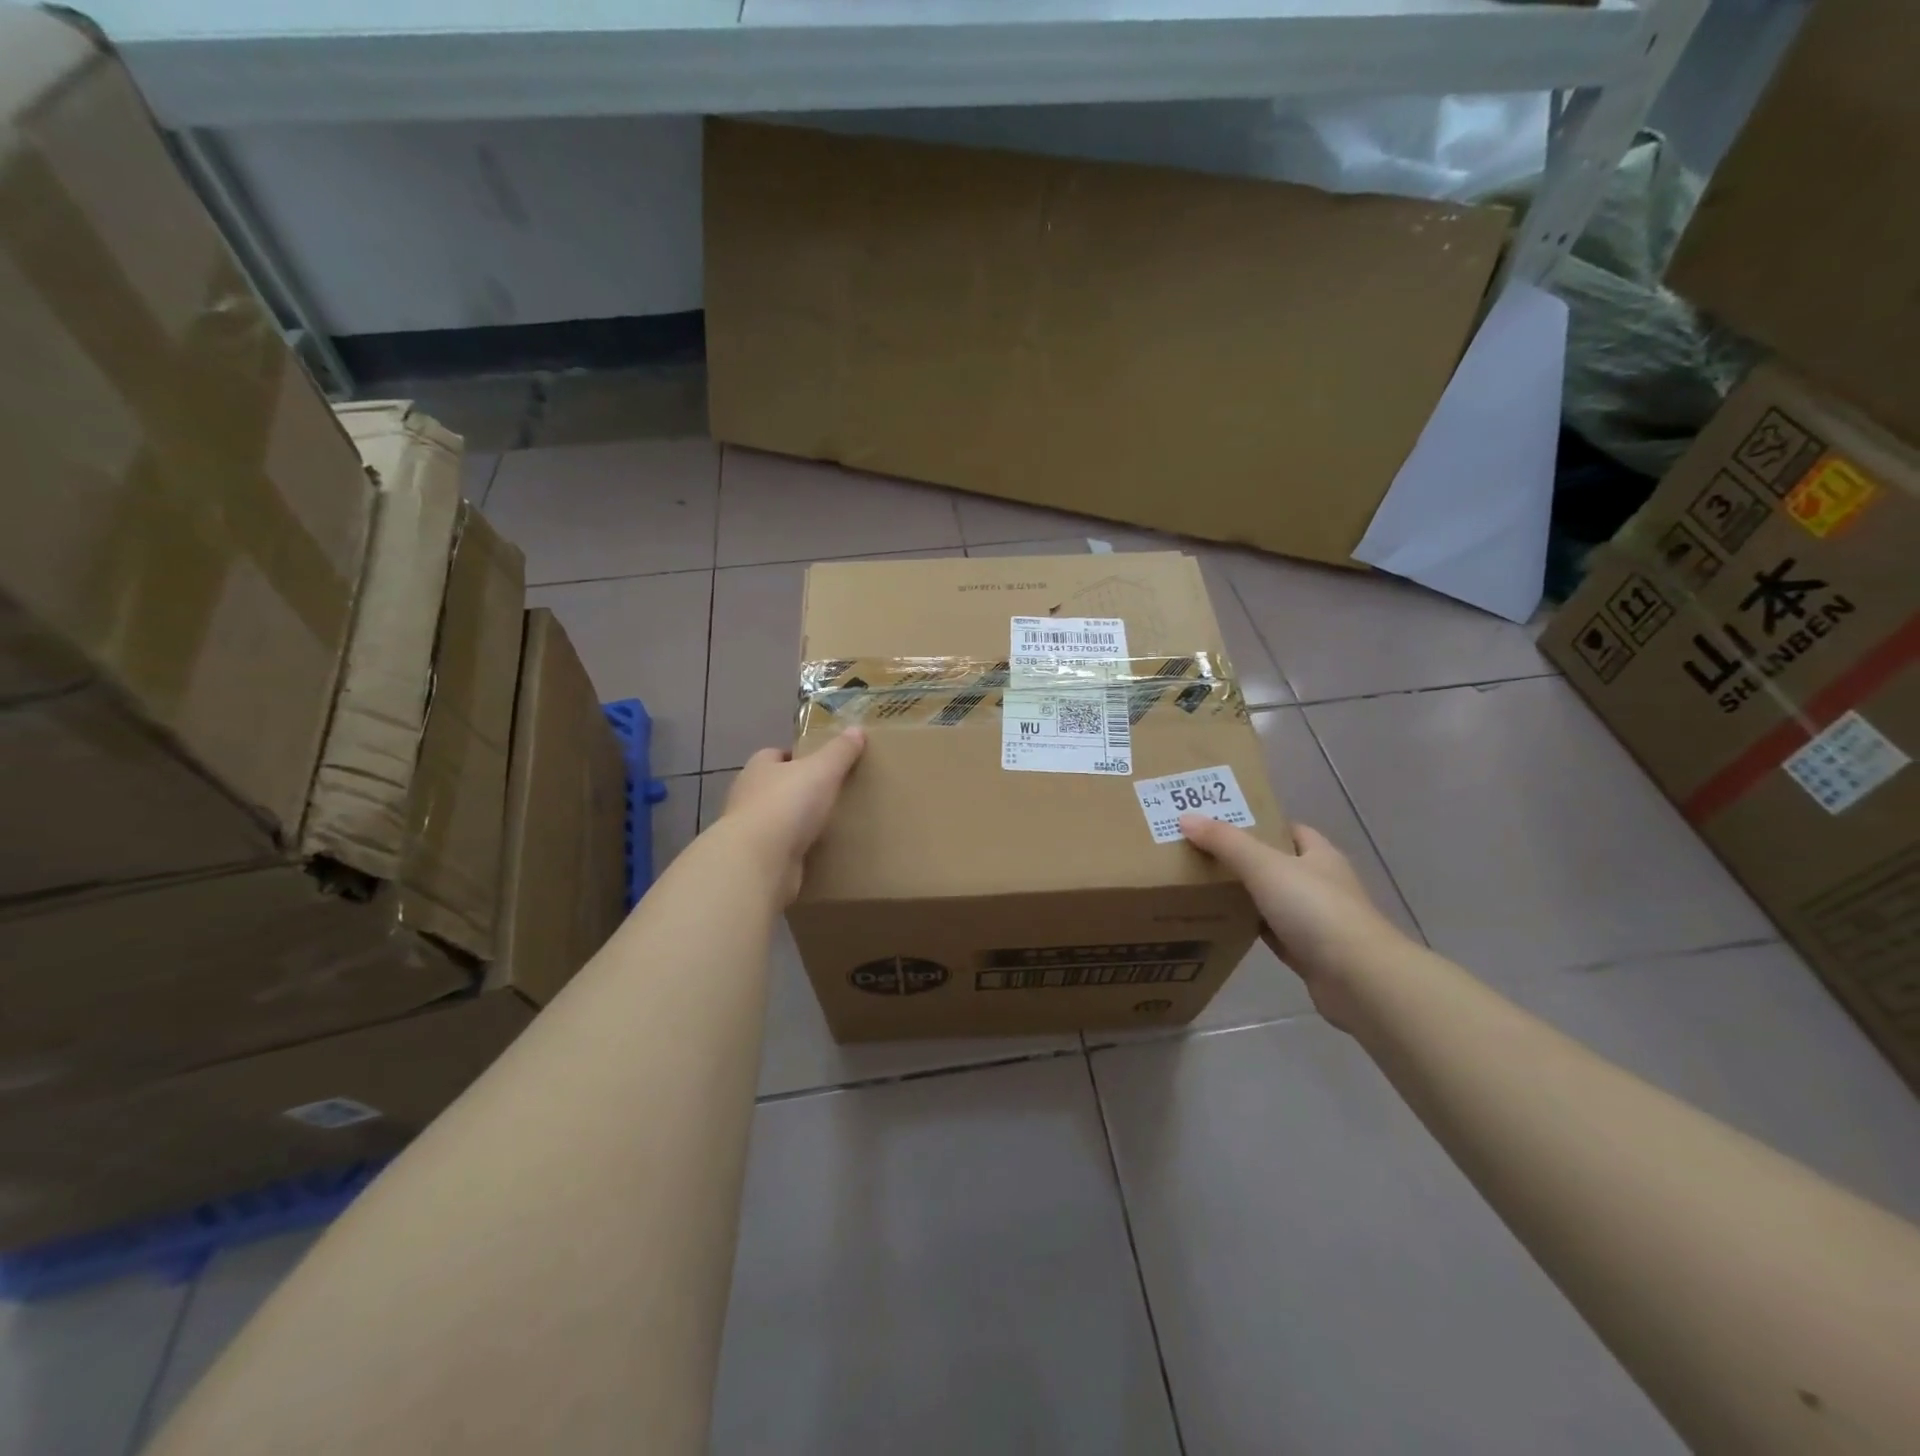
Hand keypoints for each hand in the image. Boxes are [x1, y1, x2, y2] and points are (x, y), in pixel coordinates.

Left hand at [722, 730, 867, 902]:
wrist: (759, 861)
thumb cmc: (788, 804)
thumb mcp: (822, 770)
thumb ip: (840, 751)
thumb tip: (856, 729)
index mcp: (759, 768)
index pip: (775, 755)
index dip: (797, 757)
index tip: (822, 764)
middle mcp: (748, 796)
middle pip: (776, 787)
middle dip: (799, 791)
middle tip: (832, 795)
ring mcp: (750, 830)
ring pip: (778, 820)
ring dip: (797, 824)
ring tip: (830, 825)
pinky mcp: (757, 860)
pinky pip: (781, 850)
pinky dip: (797, 851)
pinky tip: (819, 853)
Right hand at [1178, 815, 1407, 1028]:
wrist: (1358, 979)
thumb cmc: (1315, 910)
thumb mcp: (1265, 866)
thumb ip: (1226, 842)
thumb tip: (1186, 818)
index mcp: (1319, 855)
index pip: (1288, 829)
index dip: (1258, 823)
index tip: (1221, 824)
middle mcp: (1321, 883)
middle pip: (1277, 864)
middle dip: (1243, 859)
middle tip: (1201, 854)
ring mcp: (1318, 921)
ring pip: (1273, 900)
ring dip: (1245, 896)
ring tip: (1202, 888)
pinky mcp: (1309, 953)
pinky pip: (1272, 933)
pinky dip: (1251, 929)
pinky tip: (1223, 926)